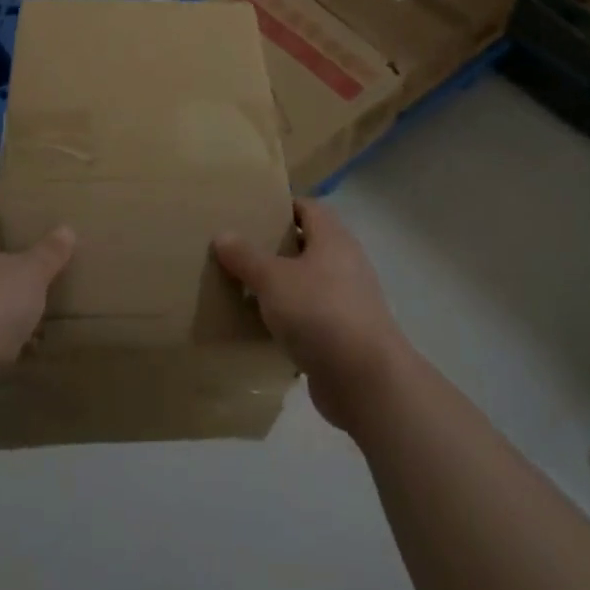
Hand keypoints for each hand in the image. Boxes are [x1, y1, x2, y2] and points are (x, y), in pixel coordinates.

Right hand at [212, 198, 410, 432]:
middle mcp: (344, 264)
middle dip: (274, 248)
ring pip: (306, 284)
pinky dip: (288, 321)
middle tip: (238, 251)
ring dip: (279, 287)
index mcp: (333, 238)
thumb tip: (223, 234)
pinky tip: (261, 328)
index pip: (307, 207)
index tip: (250, 213)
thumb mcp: (274, 279)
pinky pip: (310, 318)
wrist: (366, 382)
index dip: (281, 206)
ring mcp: (347, 302)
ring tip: (242, 288)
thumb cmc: (320, 313)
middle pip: (306, 245)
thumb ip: (247, 256)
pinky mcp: (343, 337)